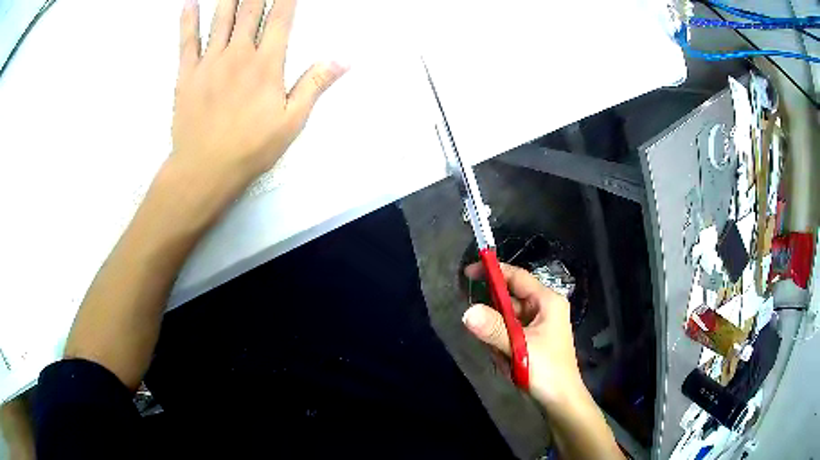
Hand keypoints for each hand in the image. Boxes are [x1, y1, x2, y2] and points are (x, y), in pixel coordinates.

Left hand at [172, 0, 346, 190]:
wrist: (205, 170)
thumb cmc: (251, 148)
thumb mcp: (292, 121)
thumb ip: (315, 85)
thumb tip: (344, 59)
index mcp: (267, 64)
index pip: (280, 18)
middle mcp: (239, 54)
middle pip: (250, 10)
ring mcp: (210, 61)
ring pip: (221, 18)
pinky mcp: (187, 74)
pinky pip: (187, 41)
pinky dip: (188, 19)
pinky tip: (189, 3)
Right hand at [463, 263, 585, 409]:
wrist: (560, 400)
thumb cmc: (546, 370)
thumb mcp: (519, 348)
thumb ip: (494, 329)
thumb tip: (467, 311)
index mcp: (547, 301)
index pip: (517, 277)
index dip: (494, 272)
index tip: (468, 272)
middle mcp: (544, 308)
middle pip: (511, 298)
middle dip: (493, 314)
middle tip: (477, 326)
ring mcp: (539, 324)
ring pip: (508, 319)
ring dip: (498, 335)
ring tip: (503, 356)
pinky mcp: (533, 339)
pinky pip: (510, 333)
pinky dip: (503, 344)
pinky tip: (507, 362)